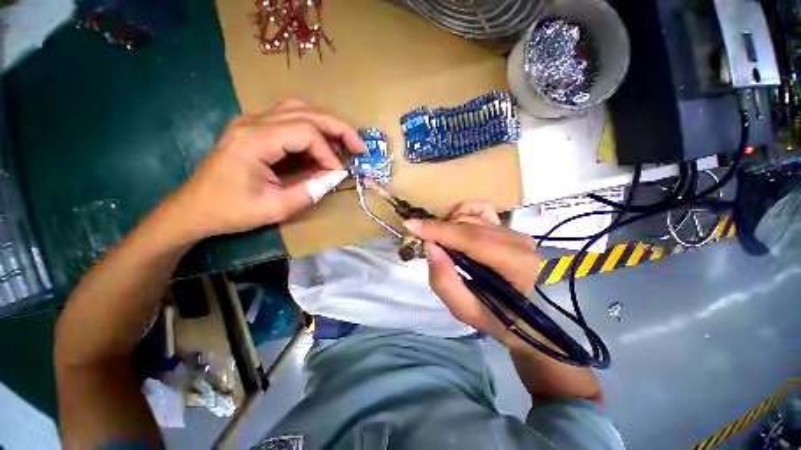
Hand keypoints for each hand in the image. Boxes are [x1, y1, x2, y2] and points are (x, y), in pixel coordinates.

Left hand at [164, 99, 364, 239]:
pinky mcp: (254, 128)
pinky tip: (324, 143)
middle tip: (360, 145)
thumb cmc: (232, 210)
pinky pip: (290, 118)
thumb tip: (335, 175)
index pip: (306, 132)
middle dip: (339, 128)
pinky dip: (313, 128)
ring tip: (345, 142)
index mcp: (255, 140)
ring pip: (299, 109)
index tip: (338, 173)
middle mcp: (253, 122)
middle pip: (306, 112)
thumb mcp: (277, 208)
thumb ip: (311, 190)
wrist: (194, 208)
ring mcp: (252, 121)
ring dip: (327, 124)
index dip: (329, 153)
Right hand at [404, 202, 539, 348]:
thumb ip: (445, 281)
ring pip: (470, 218)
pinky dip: (462, 214)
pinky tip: (455, 228)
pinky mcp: (507, 226)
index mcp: (516, 265)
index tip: (411, 225)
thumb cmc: (495, 316)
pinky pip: (479, 209)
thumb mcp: (465, 310)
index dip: (439, 231)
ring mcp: (514, 231)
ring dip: (449, 228)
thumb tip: (430, 247)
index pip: (472, 240)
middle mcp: (519, 242)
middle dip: (440, 232)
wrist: (523, 313)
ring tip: (445, 247)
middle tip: (427, 247)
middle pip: (467, 226)